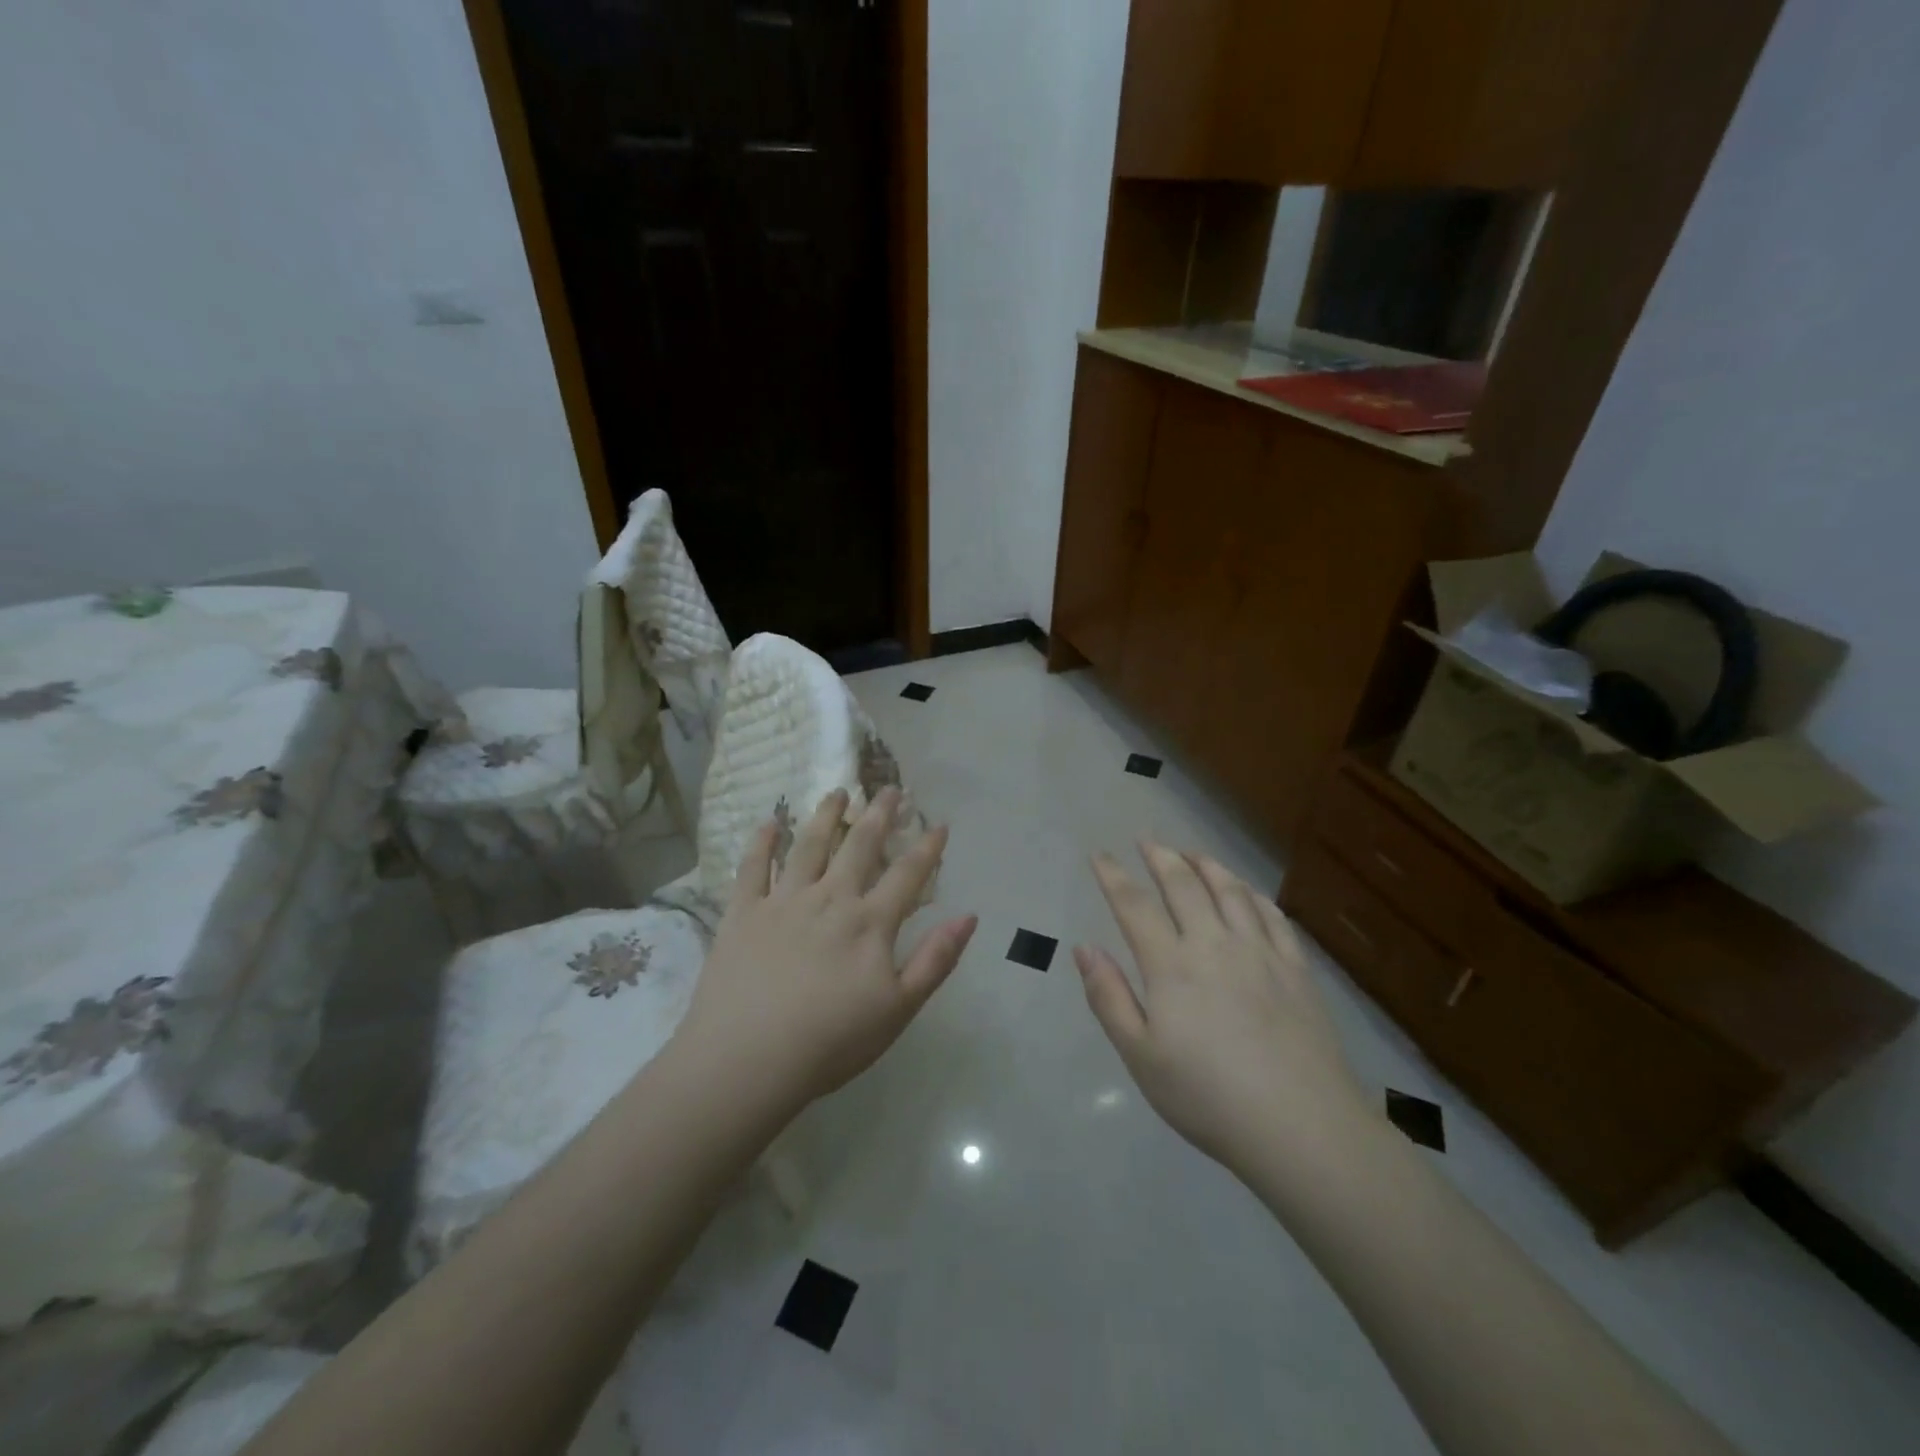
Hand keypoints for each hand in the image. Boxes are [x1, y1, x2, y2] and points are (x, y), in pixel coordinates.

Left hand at [671, 787, 977, 1112]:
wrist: (747, 1060)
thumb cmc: (831, 1042)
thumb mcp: (899, 1009)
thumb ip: (935, 960)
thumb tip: (969, 916)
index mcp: (870, 922)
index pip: (907, 874)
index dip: (927, 847)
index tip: (939, 823)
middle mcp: (830, 898)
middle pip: (859, 846)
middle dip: (879, 814)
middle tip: (889, 788)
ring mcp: (783, 901)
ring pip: (809, 845)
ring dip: (826, 815)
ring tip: (838, 791)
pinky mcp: (743, 913)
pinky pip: (753, 868)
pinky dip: (762, 842)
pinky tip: (770, 821)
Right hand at [1075, 843, 1369, 1177]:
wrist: (1302, 1127)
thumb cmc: (1208, 1097)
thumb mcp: (1140, 1057)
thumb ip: (1109, 998)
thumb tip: (1085, 948)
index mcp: (1171, 966)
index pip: (1134, 906)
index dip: (1113, 876)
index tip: (1100, 856)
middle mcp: (1214, 944)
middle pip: (1184, 885)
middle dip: (1161, 857)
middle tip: (1147, 840)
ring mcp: (1260, 953)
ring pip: (1230, 891)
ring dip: (1207, 865)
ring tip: (1192, 852)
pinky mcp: (1296, 969)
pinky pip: (1272, 915)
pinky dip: (1252, 894)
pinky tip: (1246, 891)